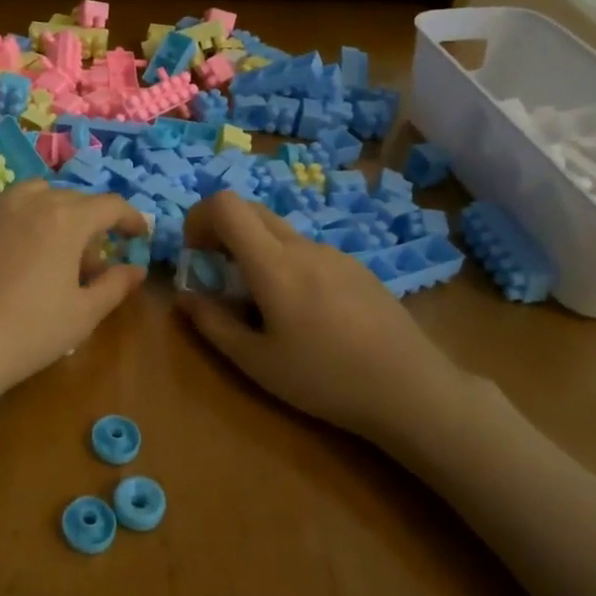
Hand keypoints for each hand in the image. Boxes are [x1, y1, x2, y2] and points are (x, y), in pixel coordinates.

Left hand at [0, 182, 149, 408]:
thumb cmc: (26, 332)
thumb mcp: (82, 315)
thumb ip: (115, 286)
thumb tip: (135, 269)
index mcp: (65, 217)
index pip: (109, 205)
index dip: (131, 219)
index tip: (139, 236)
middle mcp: (28, 200)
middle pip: (72, 200)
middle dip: (91, 223)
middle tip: (94, 262)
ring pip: (35, 197)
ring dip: (54, 215)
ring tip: (53, 253)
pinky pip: (4, 209)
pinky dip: (22, 221)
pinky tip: (16, 257)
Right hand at [176, 192, 475, 457]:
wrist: (410, 390)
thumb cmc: (324, 379)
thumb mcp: (255, 361)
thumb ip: (212, 323)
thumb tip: (185, 295)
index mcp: (274, 264)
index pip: (226, 205)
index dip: (199, 218)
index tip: (194, 255)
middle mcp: (303, 246)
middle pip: (251, 210)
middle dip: (222, 231)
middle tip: (217, 274)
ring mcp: (334, 254)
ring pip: (280, 232)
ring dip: (254, 250)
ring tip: (262, 303)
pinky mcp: (357, 267)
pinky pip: (307, 251)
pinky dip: (285, 263)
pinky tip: (304, 313)